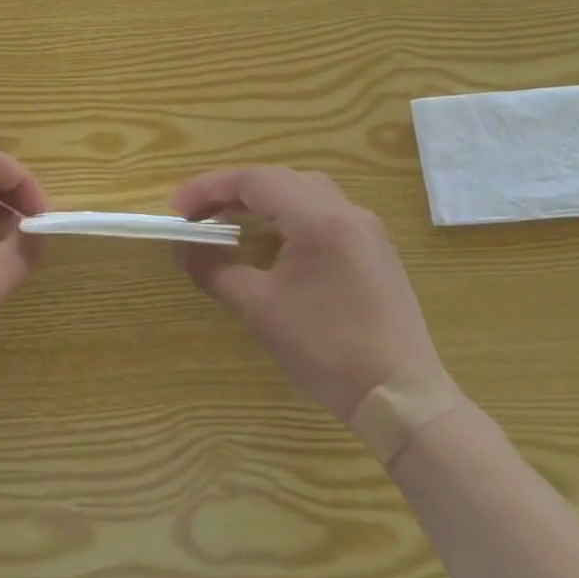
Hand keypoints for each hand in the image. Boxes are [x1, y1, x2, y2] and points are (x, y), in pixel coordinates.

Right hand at [172, 167, 445, 417]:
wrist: (402, 398)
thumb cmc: (326, 349)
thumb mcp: (258, 308)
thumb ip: (213, 270)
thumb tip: (181, 249)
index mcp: (319, 219)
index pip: (254, 180)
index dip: (208, 188)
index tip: (176, 211)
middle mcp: (346, 211)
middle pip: (278, 179)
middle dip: (230, 191)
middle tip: (196, 215)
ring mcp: (365, 229)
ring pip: (302, 191)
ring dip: (260, 200)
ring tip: (228, 222)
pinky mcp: (373, 250)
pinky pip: (322, 212)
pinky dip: (286, 215)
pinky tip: (270, 241)